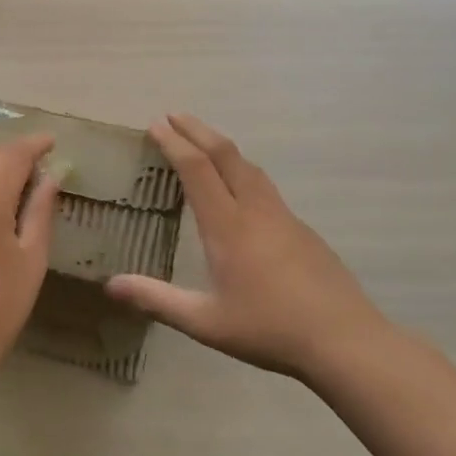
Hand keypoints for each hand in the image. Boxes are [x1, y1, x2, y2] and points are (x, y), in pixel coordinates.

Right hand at [105, 114, 395, 380]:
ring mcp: (283, 216)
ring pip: (249, 166)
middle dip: (197, 130)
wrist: (345, 340)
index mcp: (228, 225)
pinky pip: (264, 185)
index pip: (196, 169)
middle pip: (225, 154)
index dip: (174, 143)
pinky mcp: (302, 229)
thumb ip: (157, 300)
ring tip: (202, 142)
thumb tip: (110, 286)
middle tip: (173, 115)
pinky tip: (240, 187)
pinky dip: (242, 169)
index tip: (156, 125)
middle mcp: (255, 210)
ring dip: (221, 146)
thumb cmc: (269, 329)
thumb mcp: (205, 322)